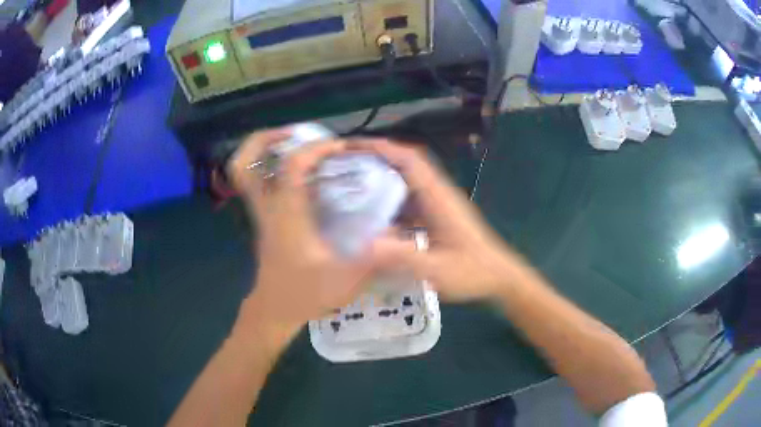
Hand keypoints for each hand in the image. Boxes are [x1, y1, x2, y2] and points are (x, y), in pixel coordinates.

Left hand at [227, 129, 377, 347]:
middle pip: (244, 163)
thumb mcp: (346, 280)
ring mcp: (261, 212)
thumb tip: (402, 237)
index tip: (340, 147)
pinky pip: (258, 181)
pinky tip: (301, 171)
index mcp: (286, 216)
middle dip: (266, 139)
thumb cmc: (305, 294)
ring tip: (296, 143)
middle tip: (296, 133)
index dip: (316, 148)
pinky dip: (271, 165)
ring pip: (244, 170)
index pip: (291, 166)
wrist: (275, 310)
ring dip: (264, 149)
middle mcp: (267, 208)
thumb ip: (374, 259)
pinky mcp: (264, 217)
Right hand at [358, 140, 528, 301]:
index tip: (353, 146)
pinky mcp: (438, 214)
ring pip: (407, 179)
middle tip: (345, 162)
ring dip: (382, 174)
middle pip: (406, 162)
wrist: (499, 276)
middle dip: (376, 156)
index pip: (410, 160)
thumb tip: (362, 244)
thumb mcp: (437, 270)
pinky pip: (410, 197)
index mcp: (438, 198)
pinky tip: (373, 211)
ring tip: (351, 181)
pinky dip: (390, 196)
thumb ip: (403, 257)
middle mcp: (438, 193)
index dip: (382, 148)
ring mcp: (439, 203)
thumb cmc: (473, 272)